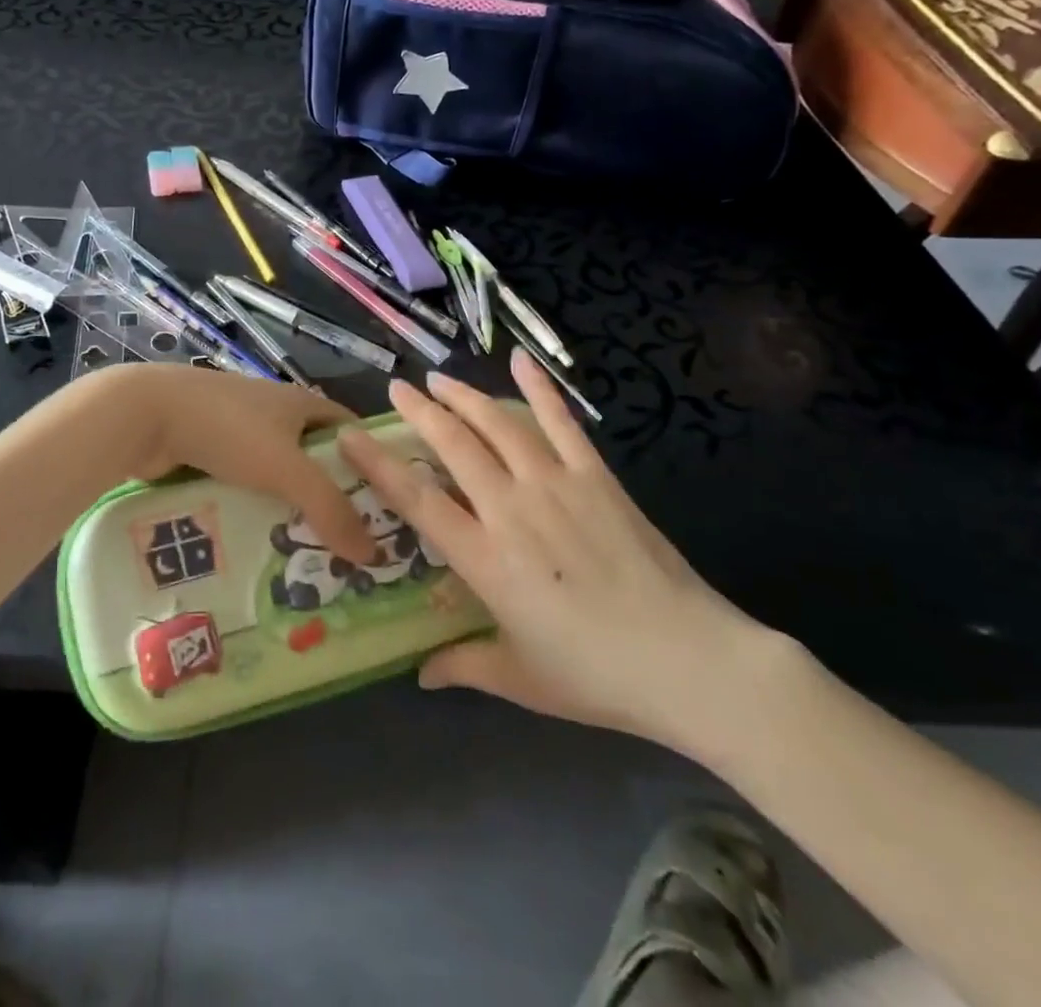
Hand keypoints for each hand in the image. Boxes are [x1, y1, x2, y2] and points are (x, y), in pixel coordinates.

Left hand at [94, 365, 374, 563]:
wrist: (145, 415)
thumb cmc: (228, 430)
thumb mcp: (287, 469)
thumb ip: (330, 509)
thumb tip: (372, 554)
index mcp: (301, 402)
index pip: (351, 431)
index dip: (371, 465)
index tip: (385, 510)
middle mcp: (273, 411)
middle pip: (313, 457)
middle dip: (328, 497)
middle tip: (347, 547)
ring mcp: (237, 429)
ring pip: (274, 475)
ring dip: (286, 508)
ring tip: (305, 557)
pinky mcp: (207, 449)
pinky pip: (241, 484)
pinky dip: (251, 508)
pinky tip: (257, 544)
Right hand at [335, 351, 779, 759]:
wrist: (689, 661)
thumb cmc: (596, 675)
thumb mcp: (520, 680)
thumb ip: (464, 667)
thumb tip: (421, 675)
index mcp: (484, 558)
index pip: (417, 499)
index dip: (378, 464)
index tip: (351, 435)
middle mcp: (511, 509)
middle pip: (454, 446)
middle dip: (421, 412)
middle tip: (397, 388)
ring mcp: (555, 485)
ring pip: (498, 426)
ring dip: (465, 397)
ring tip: (440, 378)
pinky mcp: (596, 477)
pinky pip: (561, 423)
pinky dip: (539, 389)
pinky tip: (521, 362)